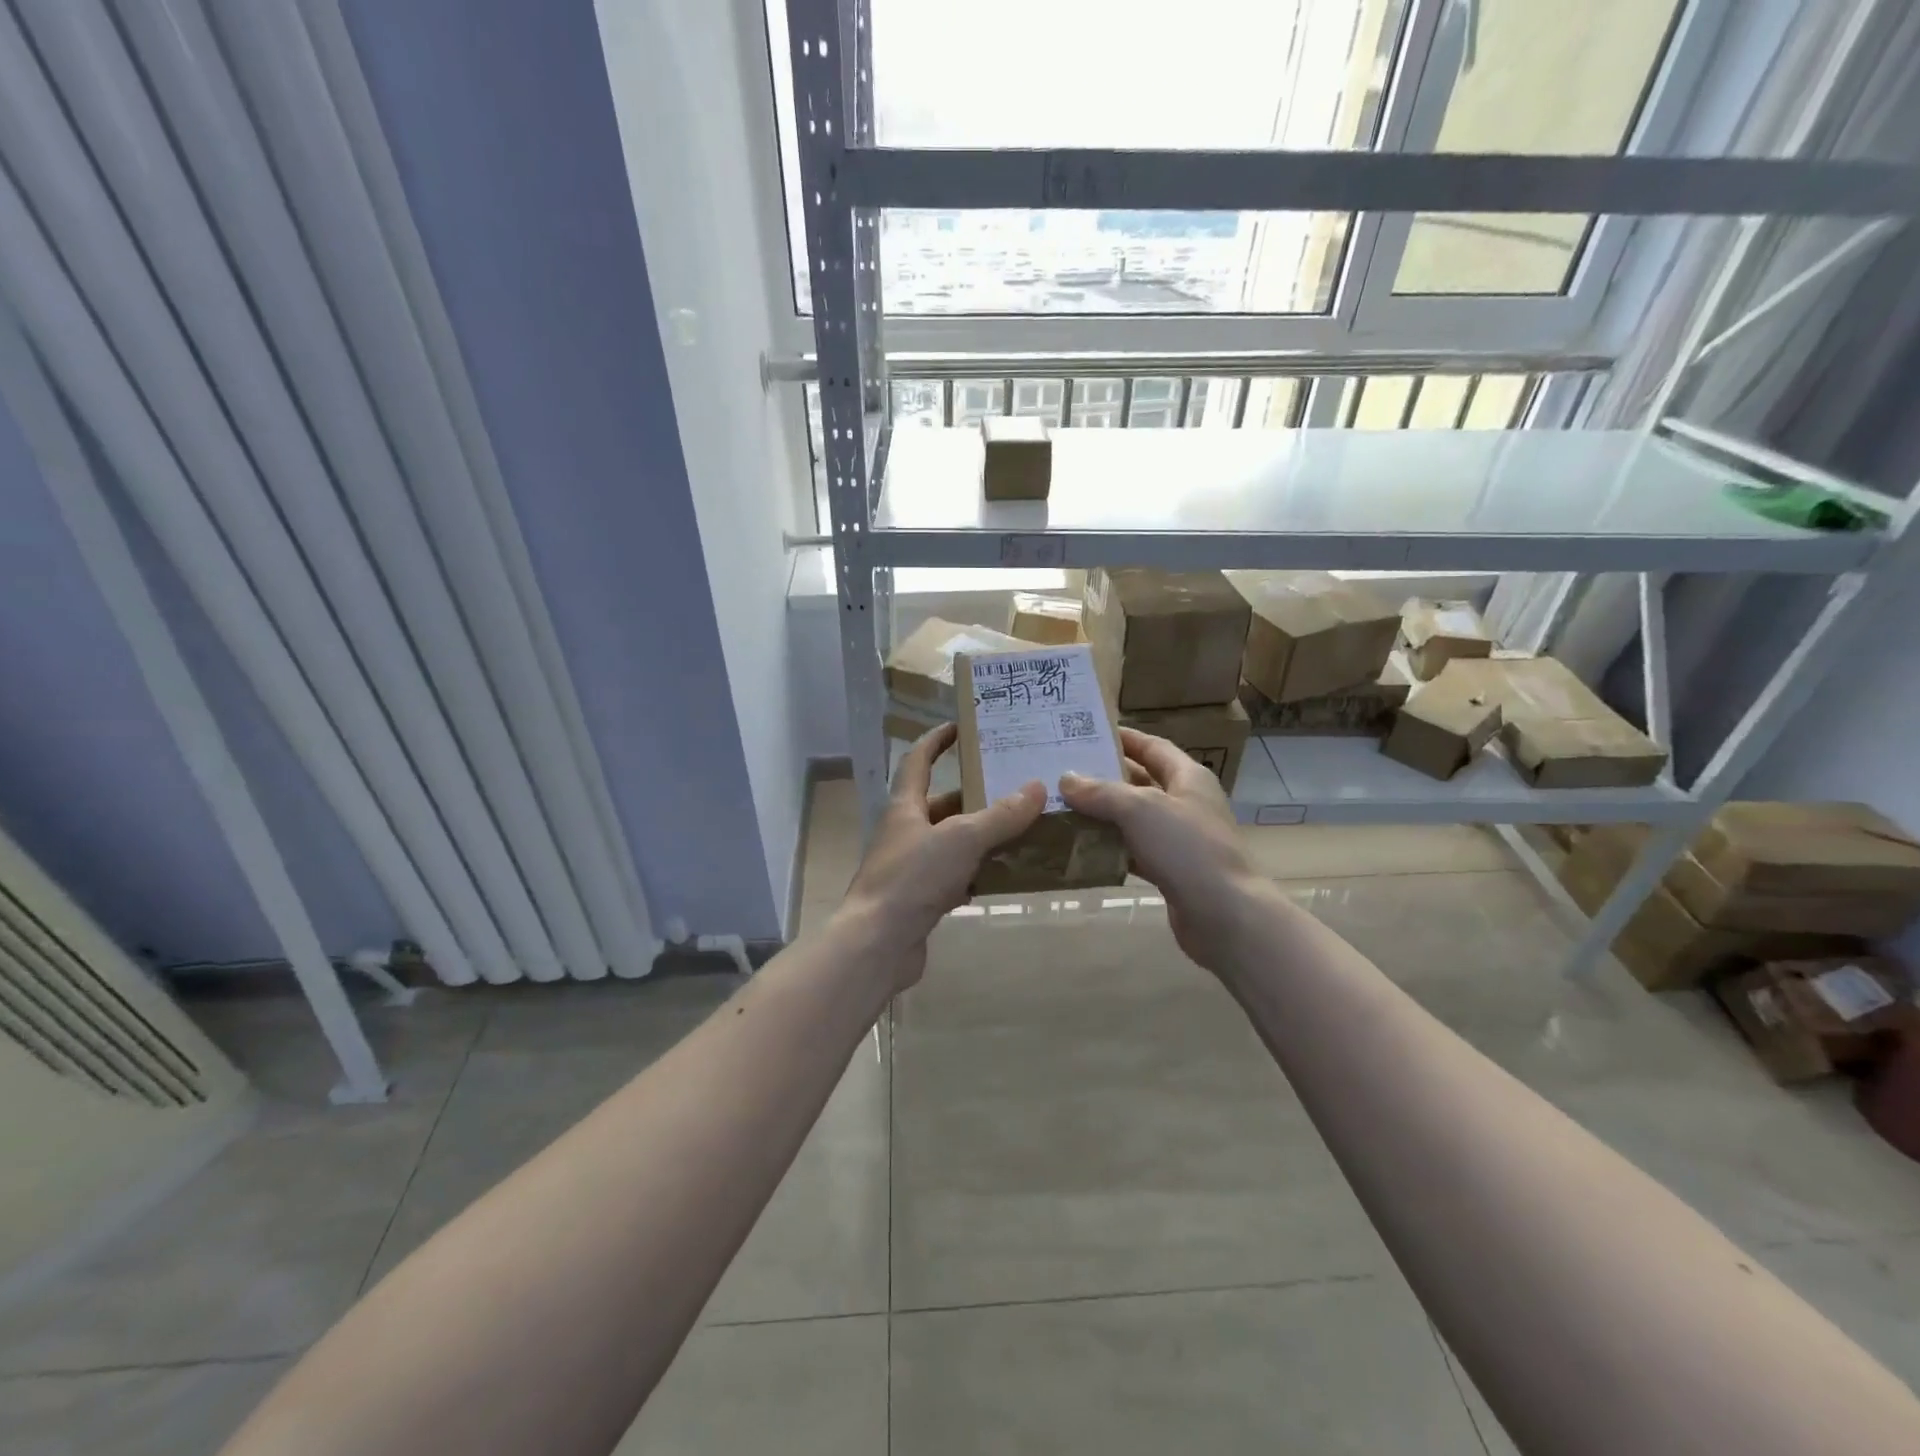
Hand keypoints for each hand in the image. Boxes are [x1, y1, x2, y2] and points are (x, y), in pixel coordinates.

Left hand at [836, 723, 1044, 989]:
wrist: (877, 944)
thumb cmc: (912, 878)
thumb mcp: (961, 839)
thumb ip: (1000, 815)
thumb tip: (1036, 787)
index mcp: (905, 807)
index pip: (917, 760)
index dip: (936, 740)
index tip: (961, 726)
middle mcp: (906, 832)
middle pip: (942, 804)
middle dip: (976, 795)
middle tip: (1016, 787)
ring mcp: (912, 867)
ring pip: (952, 842)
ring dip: (982, 836)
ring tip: (1023, 828)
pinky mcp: (921, 899)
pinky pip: (956, 877)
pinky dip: (979, 873)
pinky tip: (1007, 874)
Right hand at [1060, 728, 1270, 974]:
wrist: (1225, 915)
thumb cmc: (1187, 848)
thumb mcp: (1140, 809)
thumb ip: (1101, 792)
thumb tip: (1066, 778)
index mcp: (1188, 777)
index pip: (1153, 747)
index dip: (1124, 738)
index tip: (1087, 733)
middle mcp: (1186, 803)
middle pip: (1141, 782)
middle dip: (1104, 777)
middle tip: (1063, 772)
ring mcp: (1180, 839)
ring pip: (1134, 819)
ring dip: (1103, 815)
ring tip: (1062, 808)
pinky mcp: (1171, 871)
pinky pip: (1134, 851)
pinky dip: (1110, 848)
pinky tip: (1080, 849)